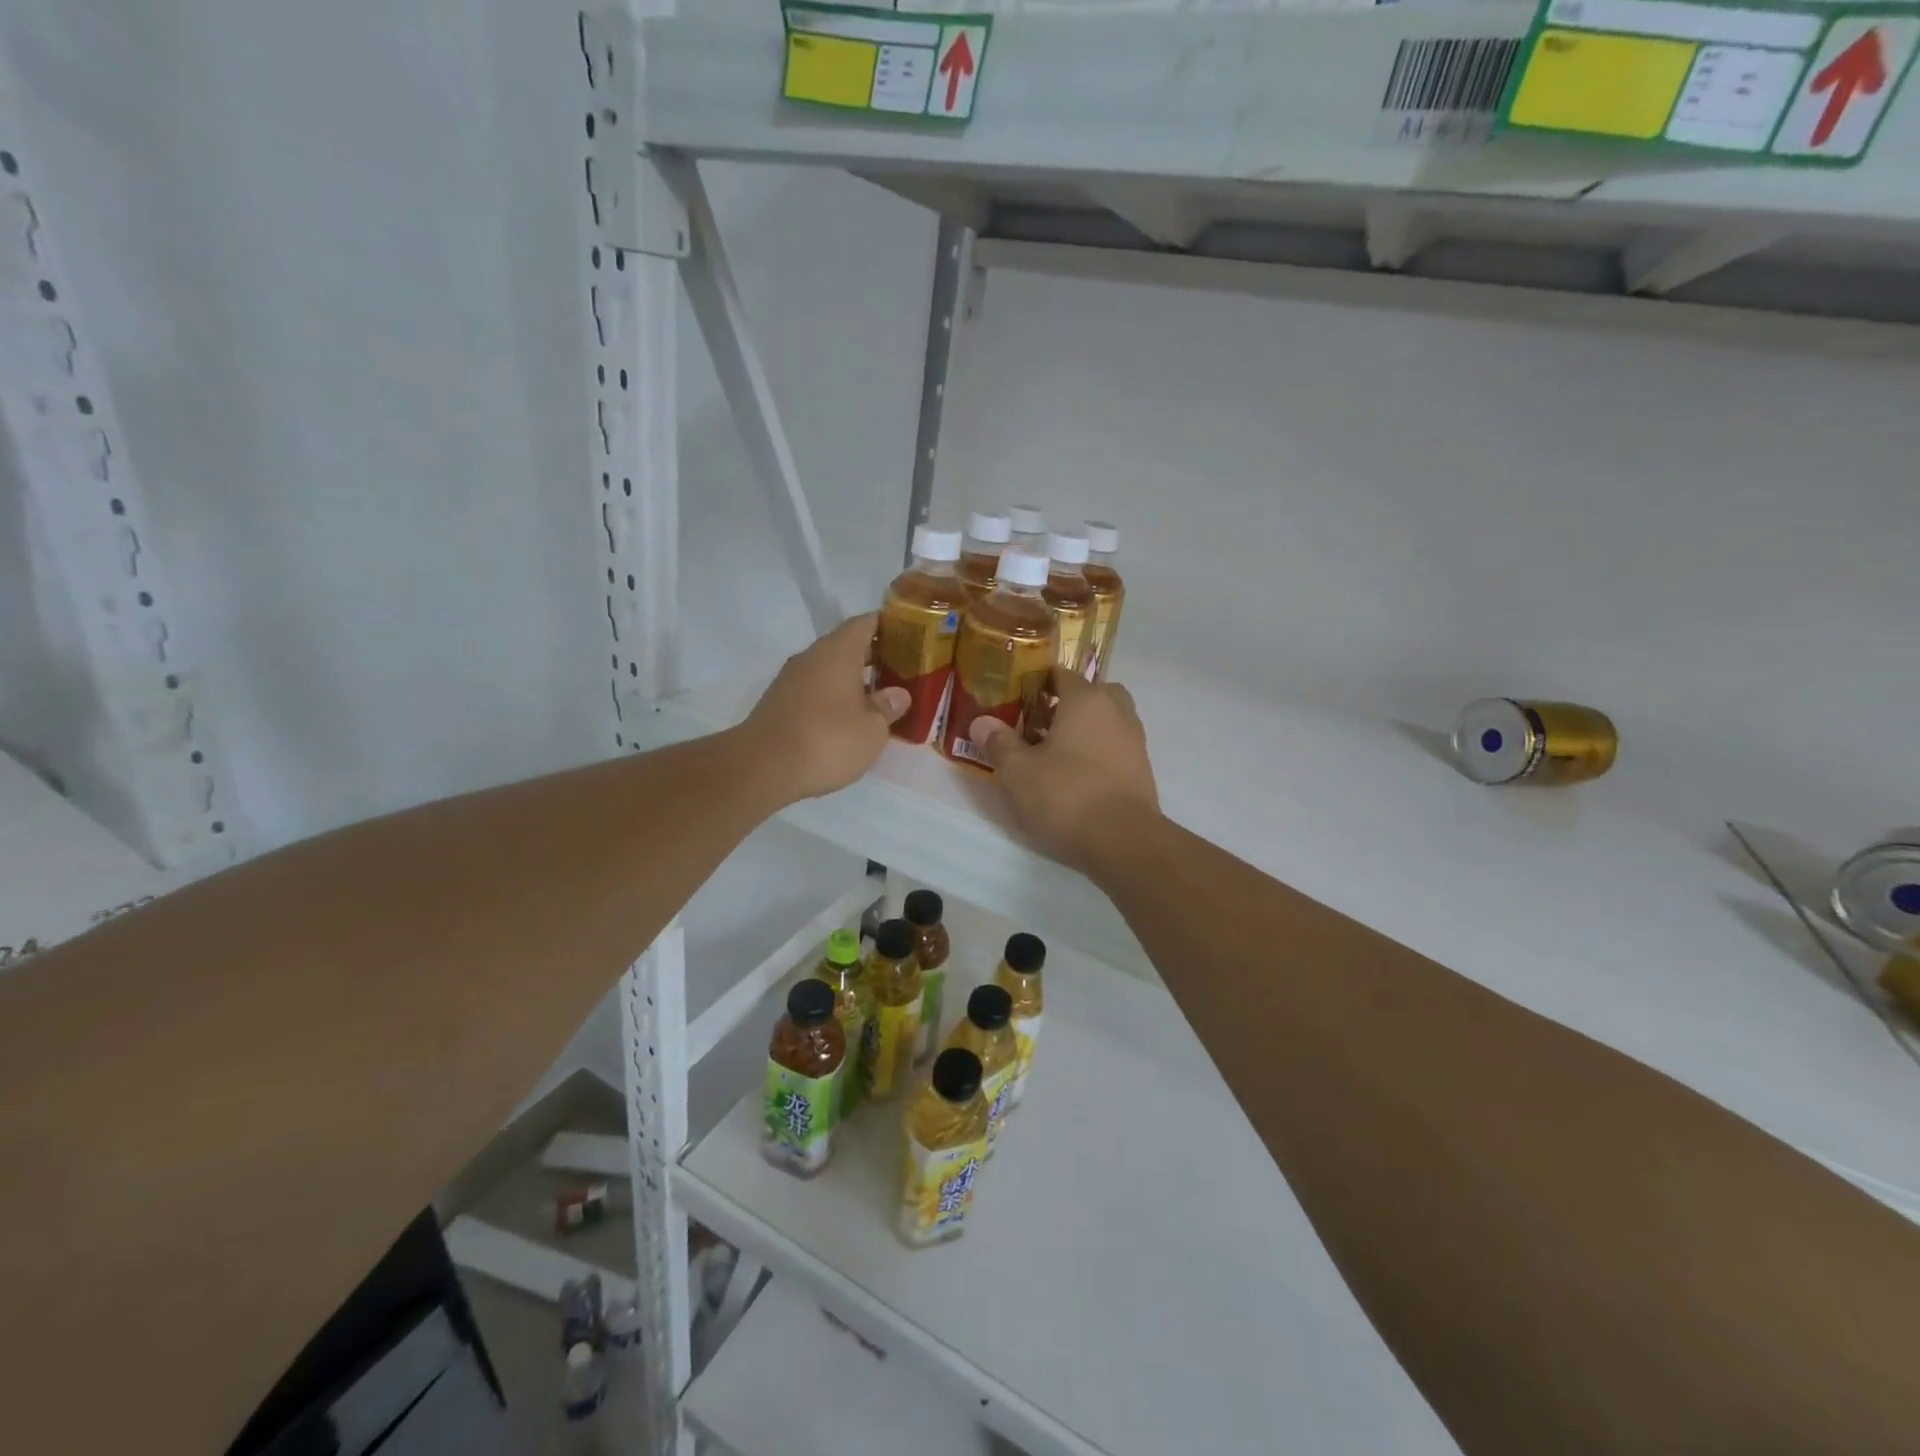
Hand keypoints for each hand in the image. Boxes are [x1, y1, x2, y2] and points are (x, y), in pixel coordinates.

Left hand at [738, 614, 908, 803]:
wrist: (763, 767)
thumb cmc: (828, 740)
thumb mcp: (872, 729)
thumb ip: (887, 707)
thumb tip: (898, 694)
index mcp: (839, 651)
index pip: (865, 623)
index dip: (887, 625)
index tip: (906, 634)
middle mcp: (812, 657)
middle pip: (845, 645)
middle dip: (871, 656)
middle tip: (899, 671)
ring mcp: (790, 679)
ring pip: (827, 669)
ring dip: (850, 679)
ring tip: (875, 698)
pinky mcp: (778, 703)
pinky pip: (813, 690)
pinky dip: (831, 697)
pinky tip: (845, 718)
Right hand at [969, 669, 1159, 873]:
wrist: (1124, 841)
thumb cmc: (1066, 795)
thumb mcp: (1018, 772)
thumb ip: (999, 743)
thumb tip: (981, 722)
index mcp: (1086, 699)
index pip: (1061, 674)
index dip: (1037, 683)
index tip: (1016, 700)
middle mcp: (1116, 711)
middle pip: (1092, 693)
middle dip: (1068, 703)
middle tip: (1041, 725)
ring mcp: (1135, 740)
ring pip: (1108, 720)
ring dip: (1086, 728)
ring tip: (1056, 753)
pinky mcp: (1142, 770)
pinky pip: (1116, 747)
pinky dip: (1099, 752)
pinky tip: (1078, 777)